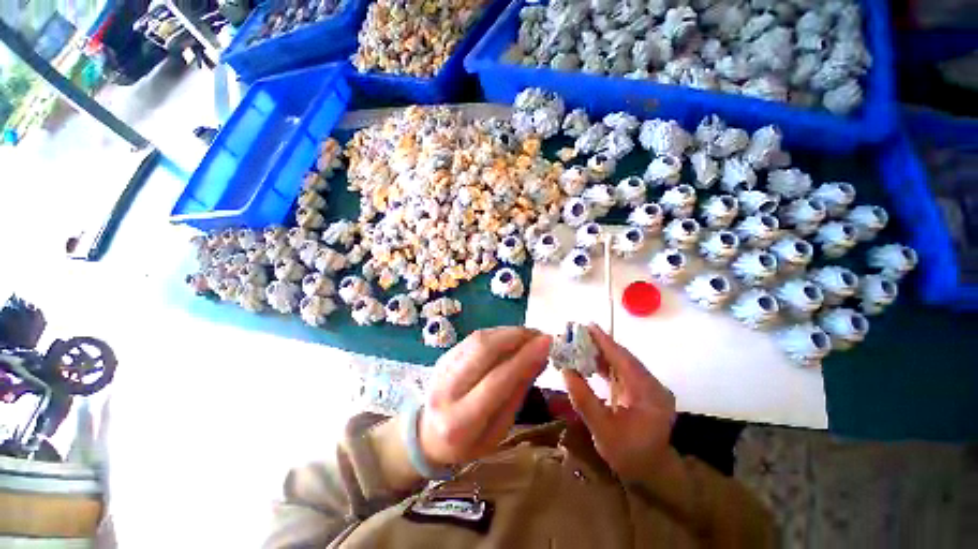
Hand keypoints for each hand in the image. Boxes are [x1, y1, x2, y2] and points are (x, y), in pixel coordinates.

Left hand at [420, 327, 550, 466]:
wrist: (427, 435)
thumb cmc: (469, 442)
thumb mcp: (499, 429)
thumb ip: (517, 392)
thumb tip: (539, 358)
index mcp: (461, 421)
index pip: (497, 381)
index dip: (524, 358)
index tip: (546, 343)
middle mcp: (447, 390)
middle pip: (483, 350)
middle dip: (516, 337)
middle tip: (539, 335)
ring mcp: (442, 368)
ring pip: (478, 339)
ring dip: (508, 332)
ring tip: (529, 335)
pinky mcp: (444, 355)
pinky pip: (473, 337)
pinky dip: (496, 333)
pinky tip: (511, 337)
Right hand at [562, 325, 675, 481]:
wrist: (651, 473)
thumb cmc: (628, 455)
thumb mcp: (603, 430)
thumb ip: (584, 400)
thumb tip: (566, 371)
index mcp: (649, 395)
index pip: (624, 361)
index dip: (605, 342)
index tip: (588, 326)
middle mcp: (653, 386)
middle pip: (624, 358)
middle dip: (601, 345)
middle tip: (579, 333)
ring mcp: (650, 388)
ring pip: (623, 364)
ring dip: (602, 354)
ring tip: (581, 344)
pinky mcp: (643, 391)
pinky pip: (623, 372)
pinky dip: (606, 365)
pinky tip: (591, 362)